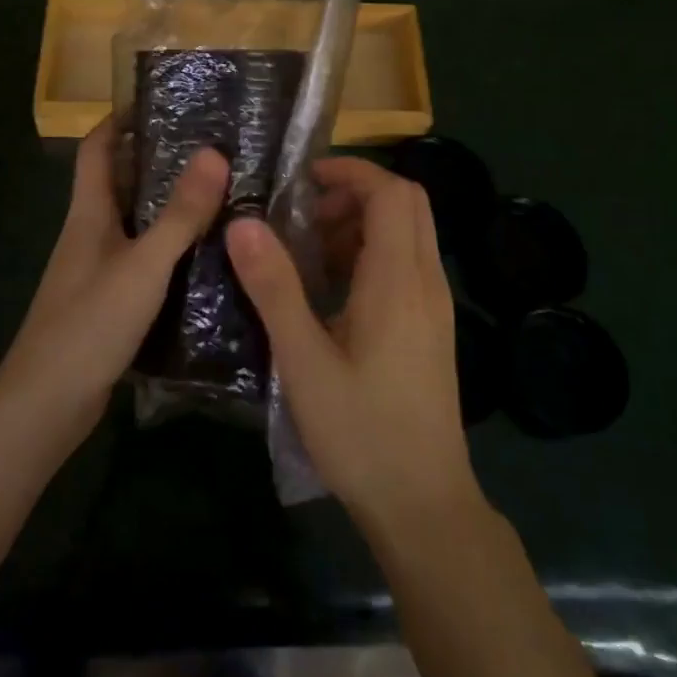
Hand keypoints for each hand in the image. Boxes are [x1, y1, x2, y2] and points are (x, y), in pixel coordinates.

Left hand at [0, 119, 228, 439]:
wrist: (48, 404)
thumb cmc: (90, 323)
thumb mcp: (143, 265)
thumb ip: (179, 214)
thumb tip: (214, 153)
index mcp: (89, 214)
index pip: (96, 149)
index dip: (119, 120)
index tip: (160, 102)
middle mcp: (89, 234)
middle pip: (119, 183)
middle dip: (156, 161)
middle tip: (210, 149)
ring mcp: (97, 271)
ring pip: (134, 224)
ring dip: (167, 207)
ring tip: (218, 196)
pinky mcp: (108, 303)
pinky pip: (142, 262)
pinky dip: (169, 251)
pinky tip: (205, 259)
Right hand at [226, 157, 482, 536]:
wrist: (424, 506)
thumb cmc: (361, 432)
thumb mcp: (304, 360)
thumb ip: (274, 288)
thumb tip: (242, 223)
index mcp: (399, 281)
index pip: (391, 192)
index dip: (352, 170)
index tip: (304, 179)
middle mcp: (426, 282)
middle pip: (408, 203)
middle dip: (357, 192)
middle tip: (306, 214)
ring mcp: (434, 306)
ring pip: (410, 233)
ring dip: (364, 222)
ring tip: (312, 249)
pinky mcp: (431, 328)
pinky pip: (408, 264)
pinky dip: (374, 252)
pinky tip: (334, 290)